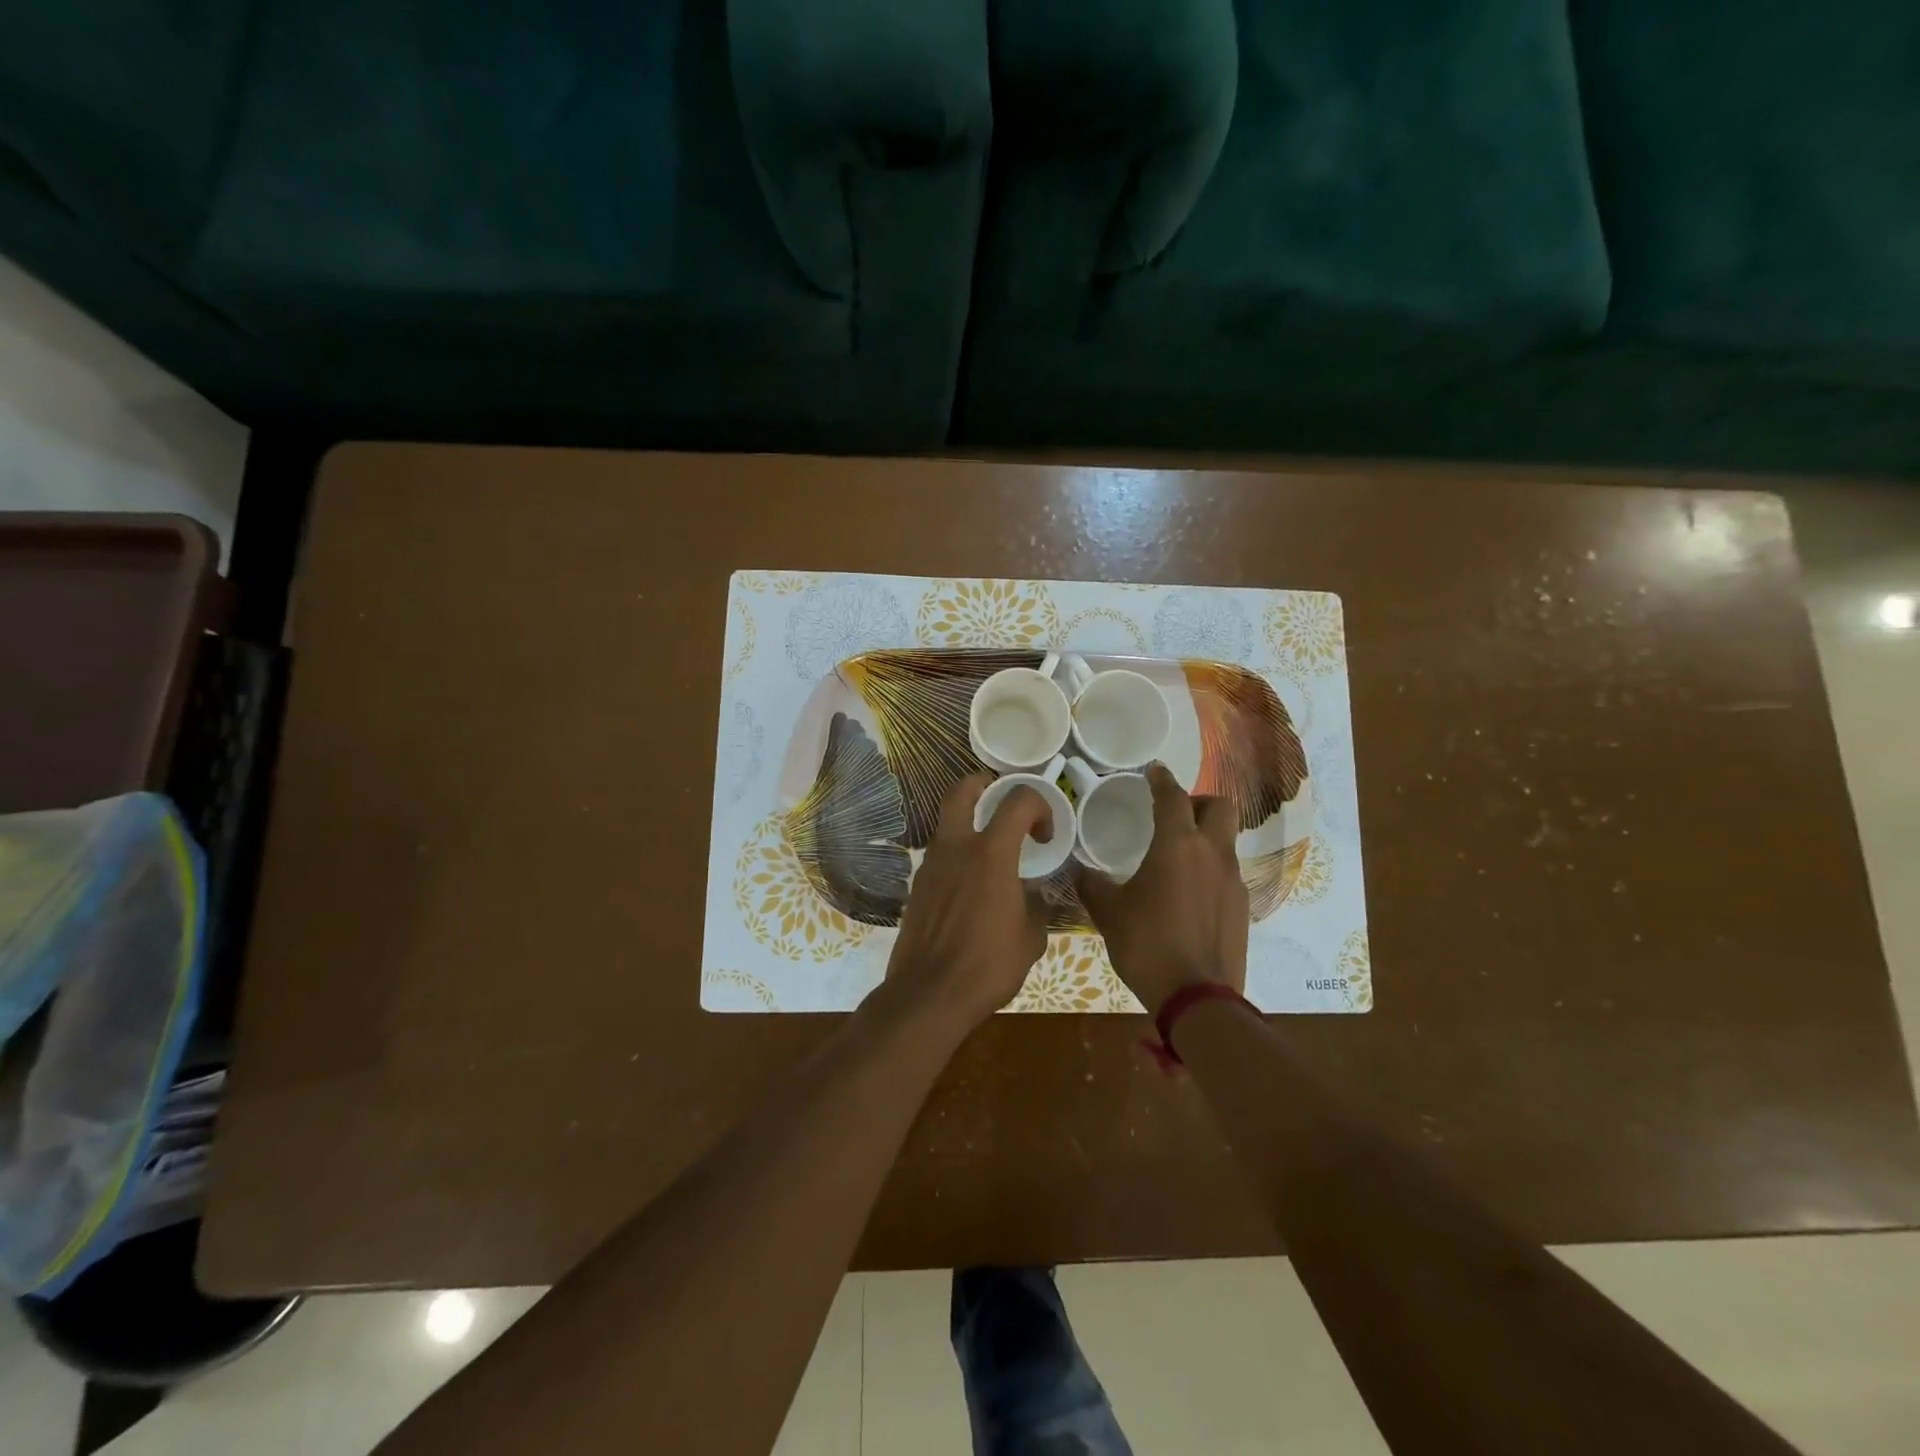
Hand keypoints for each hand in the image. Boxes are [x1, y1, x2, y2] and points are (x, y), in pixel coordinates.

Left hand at [882, 773, 1052, 1026]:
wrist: (929, 994)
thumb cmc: (988, 965)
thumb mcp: (1031, 937)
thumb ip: (1035, 905)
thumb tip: (1032, 894)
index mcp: (991, 853)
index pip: (1018, 800)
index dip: (1039, 805)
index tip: (1046, 835)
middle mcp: (956, 848)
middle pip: (961, 791)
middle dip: (983, 784)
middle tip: (1000, 798)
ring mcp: (930, 865)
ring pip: (947, 824)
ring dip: (968, 824)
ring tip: (990, 852)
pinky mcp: (917, 886)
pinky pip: (939, 855)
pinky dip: (956, 856)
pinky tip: (970, 886)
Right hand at [1078, 763, 1248, 1014]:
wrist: (1198, 997)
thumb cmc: (1147, 945)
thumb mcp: (1109, 914)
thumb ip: (1093, 885)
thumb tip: (1080, 872)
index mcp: (1177, 846)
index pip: (1172, 797)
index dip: (1161, 780)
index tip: (1154, 770)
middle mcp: (1211, 854)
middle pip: (1219, 806)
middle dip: (1198, 801)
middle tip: (1174, 814)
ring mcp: (1232, 880)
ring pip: (1225, 840)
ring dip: (1206, 836)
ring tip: (1177, 856)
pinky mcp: (1242, 906)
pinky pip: (1227, 871)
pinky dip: (1210, 868)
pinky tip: (1188, 892)